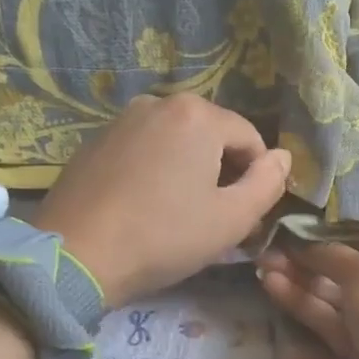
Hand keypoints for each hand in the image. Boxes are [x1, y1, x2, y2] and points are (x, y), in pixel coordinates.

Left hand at [37, 95, 291, 308]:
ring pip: (177, 142)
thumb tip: (283, 157)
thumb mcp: (231, 219)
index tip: (248, 215)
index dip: (258, 178)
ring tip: (180, 213)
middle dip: (223, 172)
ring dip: (190, 171)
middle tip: (216, 217)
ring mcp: (122, 119)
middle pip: (213, 136)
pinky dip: (156, 171)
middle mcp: (159, 103)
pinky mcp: (96, 141)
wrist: (75, 255)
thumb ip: (268, 184)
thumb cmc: (164, 237)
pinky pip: (145, 150)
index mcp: (197, 114)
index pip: (251, 138)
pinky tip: (146, 206)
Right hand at [256, 237, 358, 358]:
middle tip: (272, 250)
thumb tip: (305, 242)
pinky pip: (332, 330)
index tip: (304, 231)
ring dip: (301, 284)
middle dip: (311, 263)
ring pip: (337, 303)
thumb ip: (331, 253)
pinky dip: (304, 309)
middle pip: (352, 276)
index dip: (340, 238)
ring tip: (263, 266)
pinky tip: (273, 287)